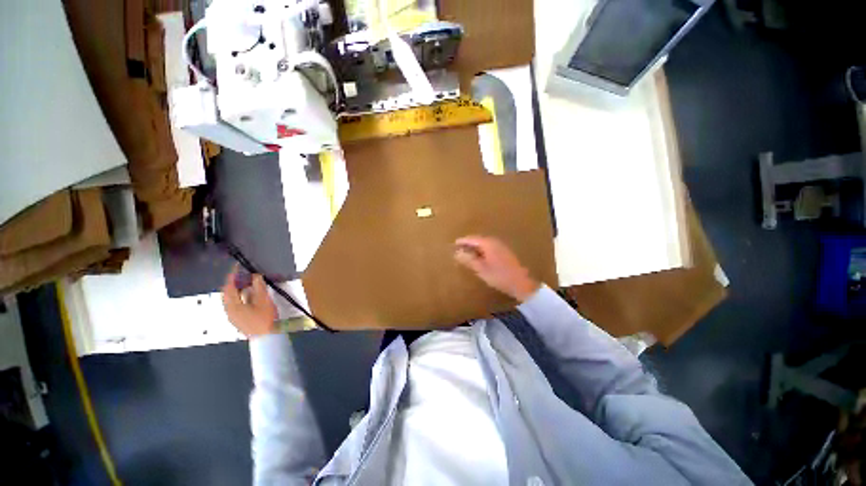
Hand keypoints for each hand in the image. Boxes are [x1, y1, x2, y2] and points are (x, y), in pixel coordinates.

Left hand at [221, 267, 277, 337]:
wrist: (266, 339)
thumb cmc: (265, 319)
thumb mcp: (264, 301)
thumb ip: (259, 287)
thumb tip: (255, 276)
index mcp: (233, 306)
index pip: (229, 287)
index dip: (232, 276)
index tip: (237, 267)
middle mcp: (229, 311)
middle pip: (227, 294)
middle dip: (233, 283)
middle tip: (242, 274)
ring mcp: (233, 317)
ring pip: (230, 300)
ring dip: (237, 290)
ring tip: (247, 283)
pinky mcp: (238, 320)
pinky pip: (234, 305)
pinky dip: (239, 297)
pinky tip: (249, 296)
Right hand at [454, 236, 539, 301]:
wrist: (521, 283)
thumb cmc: (499, 276)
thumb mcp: (481, 269)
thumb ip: (469, 259)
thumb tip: (457, 252)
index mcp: (488, 243)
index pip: (472, 239)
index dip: (462, 241)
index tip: (454, 244)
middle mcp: (495, 241)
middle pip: (478, 239)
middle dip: (468, 243)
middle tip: (458, 248)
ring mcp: (501, 246)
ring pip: (484, 244)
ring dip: (475, 247)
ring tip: (467, 253)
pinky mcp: (505, 252)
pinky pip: (489, 247)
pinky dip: (482, 250)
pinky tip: (479, 257)